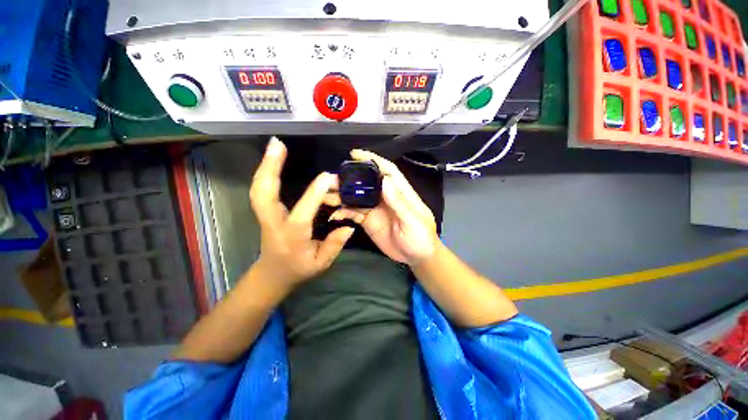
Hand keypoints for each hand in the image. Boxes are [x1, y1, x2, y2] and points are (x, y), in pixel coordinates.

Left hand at [250, 137, 354, 287]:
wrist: (273, 274)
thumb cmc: (298, 269)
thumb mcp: (321, 263)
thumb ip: (335, 244)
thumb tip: (349, 225)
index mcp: (292, 236)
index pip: (303, 212)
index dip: (316, 193)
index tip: (328, 177)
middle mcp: (274, 223)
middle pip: (263, 194)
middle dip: (270, 168)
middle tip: (277, 144)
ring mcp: (265, 216)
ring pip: (259, 189)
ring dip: (265, 166)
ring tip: (275, 145)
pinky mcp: (265, 211)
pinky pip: (261, 190)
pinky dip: (265, 173)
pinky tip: (273, 160)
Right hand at [330, 150, 439, 265]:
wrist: (416, 257)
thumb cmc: (421, 237)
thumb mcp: (413, 221)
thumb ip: (399, 202)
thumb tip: (385, 180)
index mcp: (399, 192)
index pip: (387, 170)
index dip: (372, 160)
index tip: (355, 154)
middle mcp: (385, 197)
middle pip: (366, 182)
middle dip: (350, 179)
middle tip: (331, 179)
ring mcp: (375, 209)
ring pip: (356, 197)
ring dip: (342, 195)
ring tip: (326, 196)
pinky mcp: (368, 221)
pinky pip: (354, 213)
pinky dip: (343, 212)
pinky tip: (335, 214)